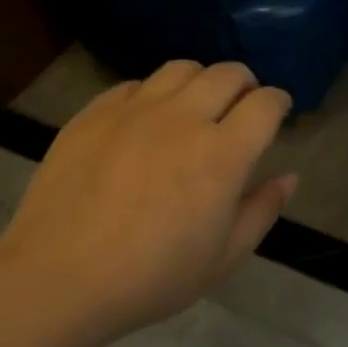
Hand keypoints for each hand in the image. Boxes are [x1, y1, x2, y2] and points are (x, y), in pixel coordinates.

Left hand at [0, 61, 296, 339]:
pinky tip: (146, 121)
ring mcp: (135, 109)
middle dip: (245, 84)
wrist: (59, 278)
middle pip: (228, 73)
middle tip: (241, 106)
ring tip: (195, 106)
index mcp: (222, 155)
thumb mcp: (222, 259)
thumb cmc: (150, 278)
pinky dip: (153, 94)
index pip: (265, 103)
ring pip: (182, 68)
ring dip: (200, 81)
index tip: (276, 112)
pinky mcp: (96, 112)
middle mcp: (183, 118)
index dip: (278, 102)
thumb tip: (289, 177)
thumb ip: (261, 211)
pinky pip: (136, 84)